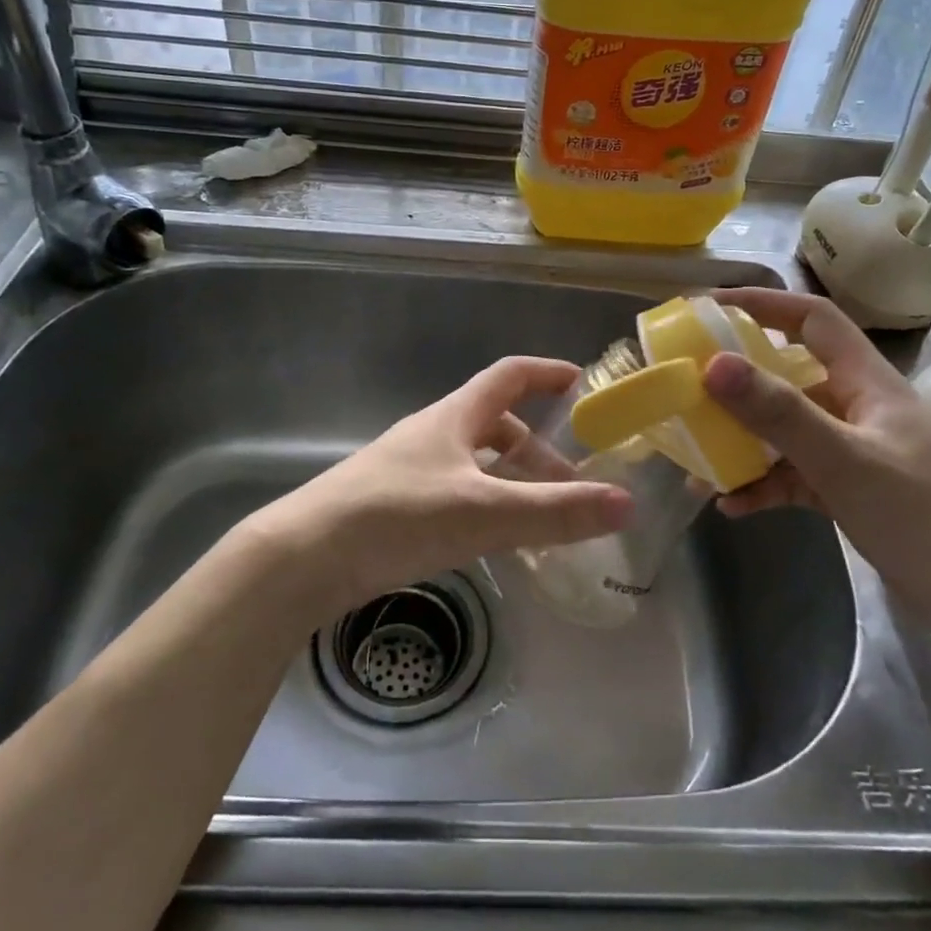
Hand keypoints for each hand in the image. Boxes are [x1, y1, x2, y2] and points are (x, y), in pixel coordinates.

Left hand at [241, 356, 633, 620]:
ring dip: (511, 481)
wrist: (303, 557)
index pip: (508, 376)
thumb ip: (556, 511)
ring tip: (541, 516)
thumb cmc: (397, 516)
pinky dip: (485, 506)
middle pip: (494, 425)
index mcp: (454, 417)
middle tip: (573, 481)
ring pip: (474, 463)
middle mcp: (432, 434)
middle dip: (537, 447)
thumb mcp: (484, 513)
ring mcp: (409, 470)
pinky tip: (492, 540)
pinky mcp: (394, 506)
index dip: (546, 373)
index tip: (582, 383)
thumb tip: (628, 504)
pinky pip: (455, 493)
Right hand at [702, 289, 930, 637]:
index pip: (812, 319)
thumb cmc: (924, 516)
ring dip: (742, 442)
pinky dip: (762, 485)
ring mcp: (853, 451)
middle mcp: (857, 407)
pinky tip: (731, 506)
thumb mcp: (845, 460)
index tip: (707, 308)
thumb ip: (780, 413)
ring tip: (696, 462)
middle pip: (788, 376)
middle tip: (686, 388)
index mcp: (866, 382)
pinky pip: (792, 476)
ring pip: (784, 431)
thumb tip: (713, 364)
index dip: (762, 304)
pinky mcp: (848, 490)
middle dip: (736, 382)